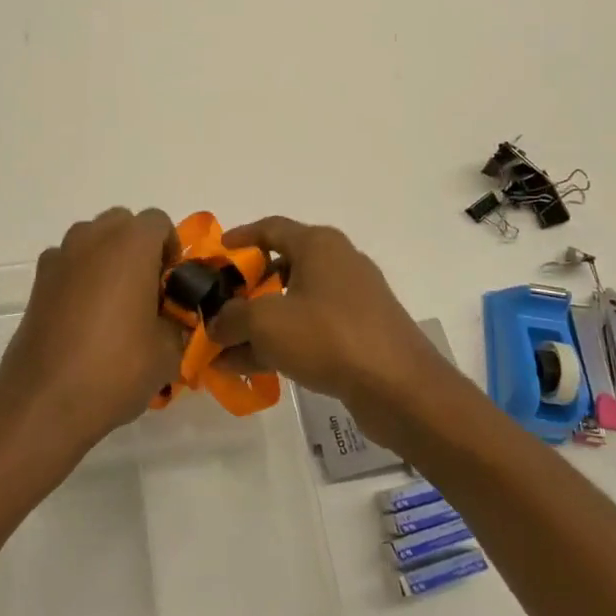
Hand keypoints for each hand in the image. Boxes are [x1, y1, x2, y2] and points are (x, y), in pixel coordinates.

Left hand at [0, 207, 184, 462]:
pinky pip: (68, 264)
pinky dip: (80, 277)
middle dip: (138, 249)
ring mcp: (60, 257)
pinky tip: (83, 319)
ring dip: (107, 260)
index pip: (159, 222)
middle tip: (147, 292)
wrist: (45, 400)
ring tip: (115, 306)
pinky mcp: (38, 281)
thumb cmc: (116, 368)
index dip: (172, 249)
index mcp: (131, 244)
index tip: (172, 285)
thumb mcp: (168, 351)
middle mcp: (92, 238)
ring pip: (92, 240)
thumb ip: (179, 322)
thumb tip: (174, 318)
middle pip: (122, 223)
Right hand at [209, 216, 464, 446]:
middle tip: (219, 307)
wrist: (400, 387)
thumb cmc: (328, 336)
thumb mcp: (265, 323)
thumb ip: (231, 318)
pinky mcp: (361, 333)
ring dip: (259, 325)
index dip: (239, 238)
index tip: (215, 255)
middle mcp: (337, 263)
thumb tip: (216, 324)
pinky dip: (282, 342)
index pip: (270, 228)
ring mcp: (352, 300)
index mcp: (318, 245)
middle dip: (245, 290)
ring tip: (225, 349)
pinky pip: (311, 329)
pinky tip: (252, 368)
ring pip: (293, 304)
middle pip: (280, 267)